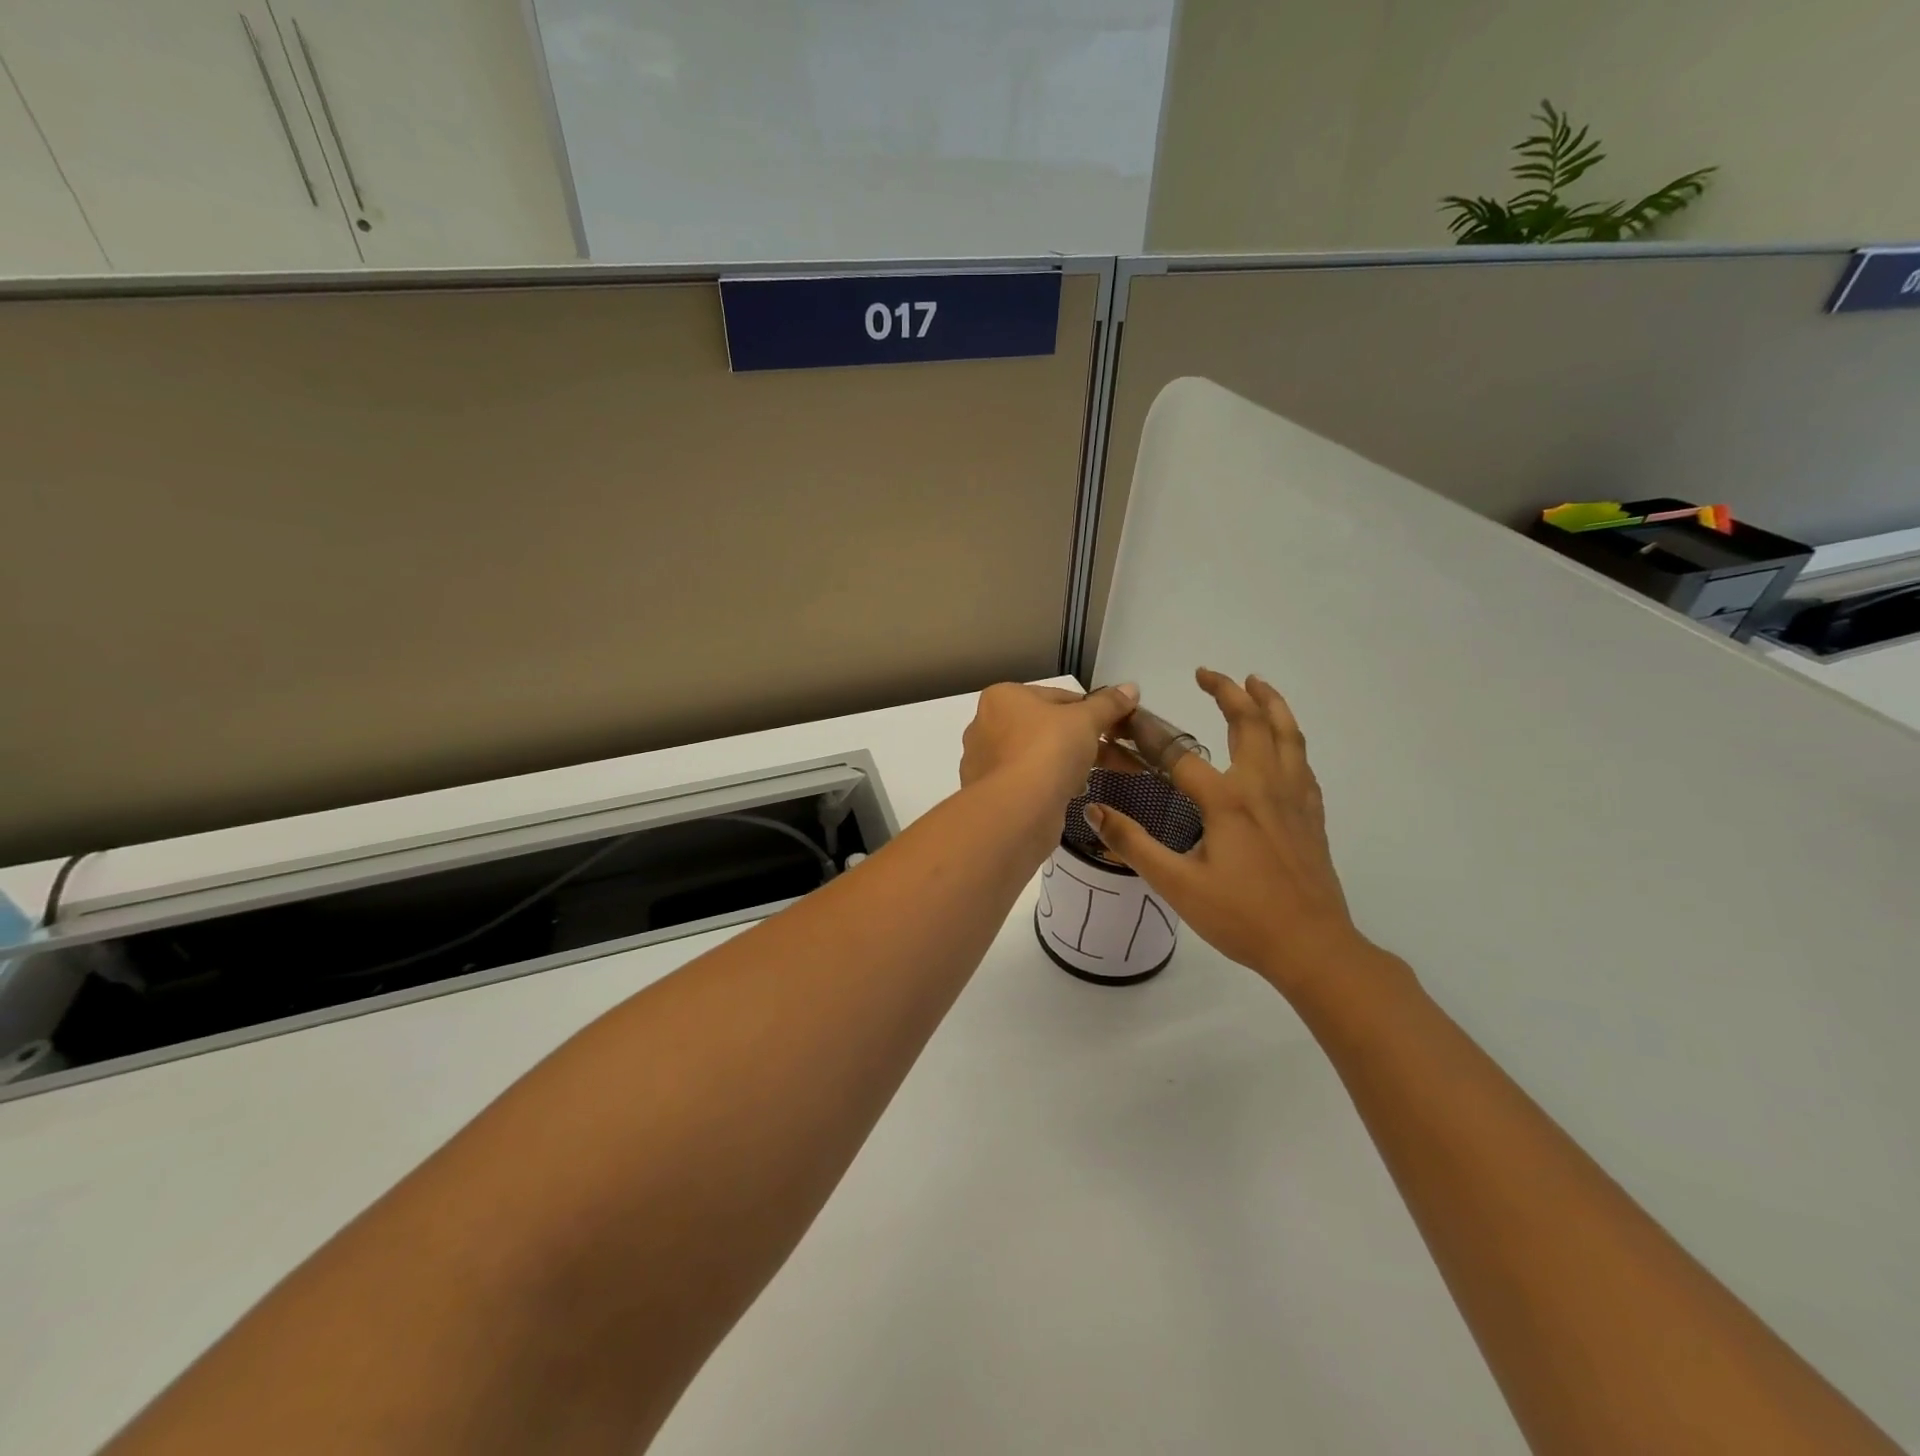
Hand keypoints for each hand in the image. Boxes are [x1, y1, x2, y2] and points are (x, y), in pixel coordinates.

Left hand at [960, 682, 1139, 811]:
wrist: (1017, 810)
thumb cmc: (1049, 750)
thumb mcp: (1086, 720)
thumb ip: (1108, 704)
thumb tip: (1131, 688)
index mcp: (1004, 697)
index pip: (1058, 696)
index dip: (1093, 710)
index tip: (1118, 726)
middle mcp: (986, 725)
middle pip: (1048, 727)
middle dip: (1087, 740)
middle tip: (1122, 754)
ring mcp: (985, 761)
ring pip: (1040, 755)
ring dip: (1071, 762)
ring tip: (1099, 775)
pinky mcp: (991, 792)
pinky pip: (1029, 780)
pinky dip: (1052, 783)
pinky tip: (1073, 792)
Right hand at [1083, 668, 1379, 1000]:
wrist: (1313, 948)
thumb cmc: (1241, 918)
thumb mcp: (1176, 885)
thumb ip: (1133, 843)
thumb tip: (1093, 808)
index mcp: (1227, 801)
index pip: (1178, 754)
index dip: (1147, 734)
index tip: (1124, 718)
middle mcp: (1262, 787)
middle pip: (1249, 723)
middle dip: (1227, 692)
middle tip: (1206, 673)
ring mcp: (1293, 799)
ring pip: (1287, 735)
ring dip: (1270, 703)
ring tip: (1256, 682)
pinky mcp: (1311, 815)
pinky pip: (1302, 761)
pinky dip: (1290, 738)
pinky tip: (1283, 742)